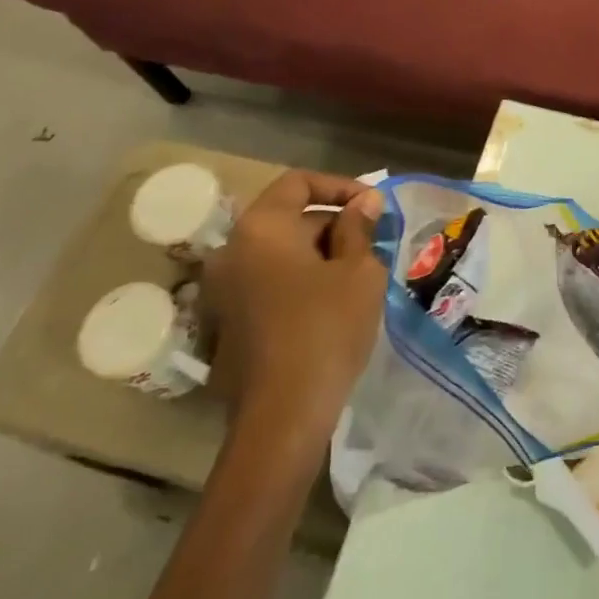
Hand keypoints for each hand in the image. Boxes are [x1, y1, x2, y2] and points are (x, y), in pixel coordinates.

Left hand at [201, 170, 385, 440]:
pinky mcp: (227, 323)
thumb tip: (364, 201)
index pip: (299, 183)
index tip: (375, 206)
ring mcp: (224, 290)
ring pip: (280, 254)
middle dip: (334, 225)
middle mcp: (232, 251)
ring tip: (360, 276)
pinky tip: (332, 306)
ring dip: (320, 255)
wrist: (282, 414)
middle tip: (375, 245)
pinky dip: (300, 281)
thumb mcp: (359, 271)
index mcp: (261, 228)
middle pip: (288, 218)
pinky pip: (269, 284)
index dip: (342, 187)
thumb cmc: (326, 327)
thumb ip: (359, 228)